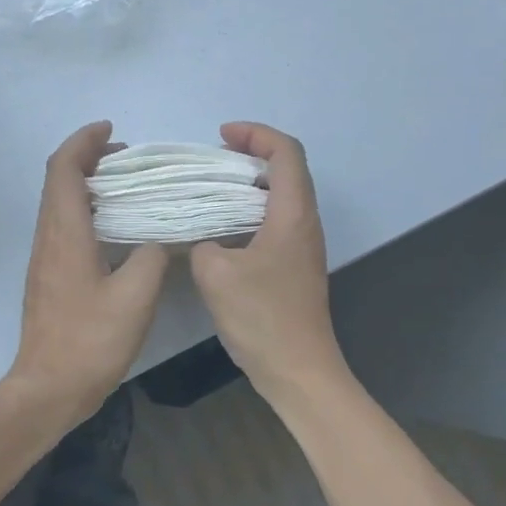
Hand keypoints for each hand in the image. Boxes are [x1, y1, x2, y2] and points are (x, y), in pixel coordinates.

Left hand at [7, 122, 168, 429]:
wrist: (48, 386)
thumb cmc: (91, 340)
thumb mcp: (135, 297)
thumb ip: (152, 257)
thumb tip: (159, 240)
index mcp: (65, 233)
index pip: (64, 169)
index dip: (83, 142)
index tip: (110, 129)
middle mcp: (48, 237)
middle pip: (58, 180)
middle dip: (87, 157)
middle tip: (125, 156)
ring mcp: (44, 257)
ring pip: (59, 202)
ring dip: (86, 183)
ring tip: (125, 184)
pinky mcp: (48, 275)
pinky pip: (63, 224)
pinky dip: (85, 208)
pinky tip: (114, 227)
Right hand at [189, 122, 347, 399]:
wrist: (298, 370)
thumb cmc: (262, 317)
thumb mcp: (215, 274)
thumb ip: (201, 243)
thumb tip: (202, 240)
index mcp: (292, 214)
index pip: (286, 152)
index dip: (256, 134)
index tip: (221, 136)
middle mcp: (304, 223)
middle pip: (287, 170)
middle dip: (250, 154)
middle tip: (212, 160)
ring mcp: (302, 246)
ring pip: (280, 197)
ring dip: (248, 184)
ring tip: (210, 189)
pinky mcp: (293, 266)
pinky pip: (273, 221)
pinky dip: (248, 211)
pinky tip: (219, 228)